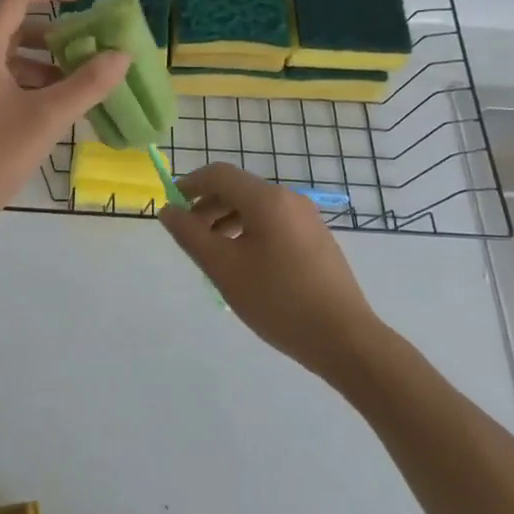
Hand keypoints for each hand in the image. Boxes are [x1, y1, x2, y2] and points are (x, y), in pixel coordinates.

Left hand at [0, 0, 130, 240]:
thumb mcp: (46, 119)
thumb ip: (87, 85)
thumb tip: (120, 56)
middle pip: (13, 25)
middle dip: (54, 31)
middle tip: (88, 46)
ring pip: (8, 56)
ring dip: (43, 61)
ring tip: (78, 83)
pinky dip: (28, 83)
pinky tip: (52, 109)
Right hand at [159, 163, 380, 374]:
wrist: (344, 339)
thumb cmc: (278, 300)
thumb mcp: (223, 268)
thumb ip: (190, 235)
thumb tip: (168, 211)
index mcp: (267, 200)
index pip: (219, 174)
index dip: (189, 184)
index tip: (171, 207)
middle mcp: (289, 199)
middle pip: (238, 189)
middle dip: (207, 206)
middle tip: (189, 236)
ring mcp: (308, 219)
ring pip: (256, 208)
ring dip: (227, 221)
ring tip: (213, 254)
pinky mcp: (318, 240)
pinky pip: (274, 223)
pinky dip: (250, 232)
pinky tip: (245, 265)